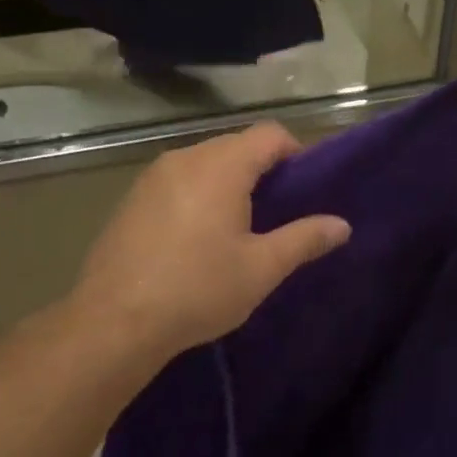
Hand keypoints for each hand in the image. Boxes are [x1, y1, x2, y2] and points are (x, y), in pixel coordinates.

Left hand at [73, 123, 350, 358]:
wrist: (114, 322)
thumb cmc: (198, 289)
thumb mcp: (261, 268)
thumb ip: (304, 239)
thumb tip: (342, 225)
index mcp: (221, 166)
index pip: (269, 134)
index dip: (295, 153)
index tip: (305, 189)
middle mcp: (185, 158)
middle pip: (236, 145)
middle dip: (262, 170)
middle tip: (277, 213)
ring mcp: (152, 176)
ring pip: (204, 162)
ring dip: (228, 182)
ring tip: (239, 227)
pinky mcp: (131, 199)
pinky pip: (178, 181)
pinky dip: (198, 194)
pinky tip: (197, 237)